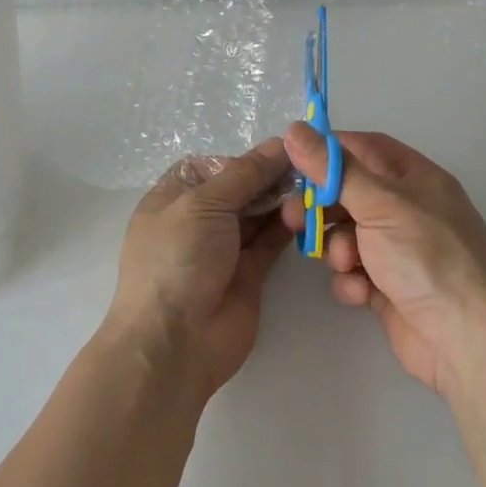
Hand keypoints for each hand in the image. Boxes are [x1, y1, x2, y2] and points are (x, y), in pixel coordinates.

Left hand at [105, 138, 293, 400]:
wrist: (174, 344)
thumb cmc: (177, 259)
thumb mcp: (205, 204)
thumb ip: (245, 173)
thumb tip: (280, 142)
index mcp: (173, 198)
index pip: (212, 166)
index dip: (244, 157)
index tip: (282, 149)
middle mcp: (197, 220)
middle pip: (239, 188)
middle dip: (269, 177)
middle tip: (308, 166)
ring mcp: (222, 249)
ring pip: (257, 214)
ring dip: (281, 200)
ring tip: (312, 188)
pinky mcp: (247, 274)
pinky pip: (270, 242)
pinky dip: (288, 227)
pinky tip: (308, 212)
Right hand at [283, 124, 485, 397]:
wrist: (466, 340)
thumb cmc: (426, 256)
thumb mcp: (379, 203)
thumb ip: (334, 169)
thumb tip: (294, 129)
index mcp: (417, 178)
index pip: (367, 148)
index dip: (331, 151)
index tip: (295, 160)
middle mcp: (410, 209)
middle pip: (352, 192)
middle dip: (323, 206)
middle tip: (294, 218)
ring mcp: (401, 250)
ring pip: (349, 234)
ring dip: (338, 247)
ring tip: (345, 263)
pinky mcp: (391, 287)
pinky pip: (357, 271)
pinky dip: (352, 280)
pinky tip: (359, 292)